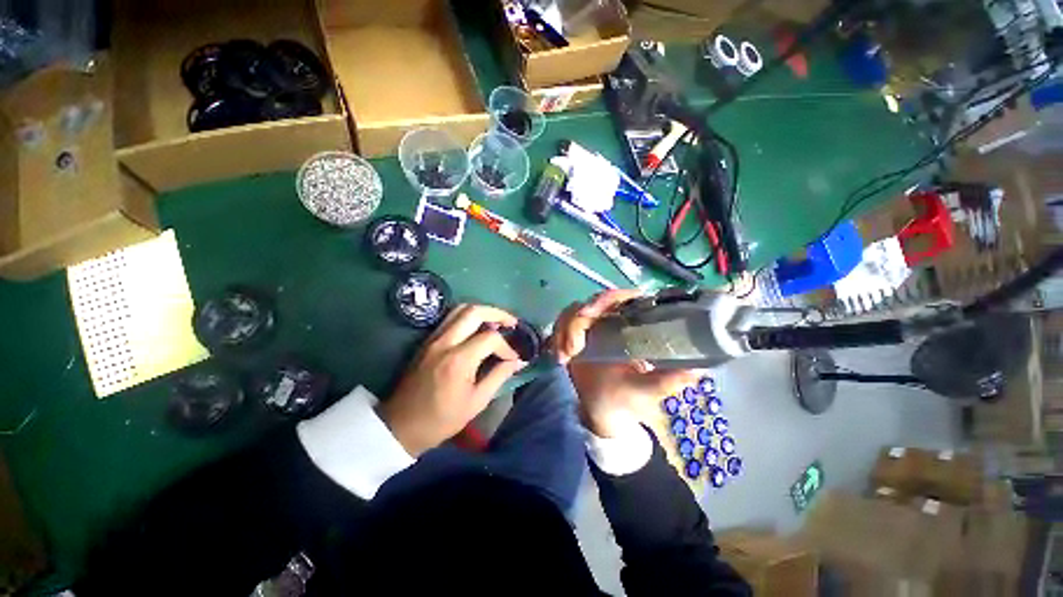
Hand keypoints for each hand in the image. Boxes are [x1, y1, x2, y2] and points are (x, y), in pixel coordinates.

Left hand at [380, 304, 526, 456]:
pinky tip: (478, 329)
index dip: (506, 346)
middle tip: (512, 323)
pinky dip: (468, 317)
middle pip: (474, 311)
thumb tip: (518, 361)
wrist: (401, 425)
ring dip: (482, 312)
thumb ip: (499, 376)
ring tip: (497, 323)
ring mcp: (433, 339)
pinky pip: (450, 318)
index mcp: (458, 360)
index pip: (490, 338)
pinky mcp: (427, 341)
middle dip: (497, 314)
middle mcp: (445, 342)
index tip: (513, 359)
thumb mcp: (477, 402)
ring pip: (460, 309)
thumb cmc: (442, 418)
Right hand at [552, 290, 698, 437]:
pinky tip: (560, 356)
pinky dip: (557, 337)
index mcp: (632, 325)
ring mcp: (591, 327)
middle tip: (573, 346)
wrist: (602, 411)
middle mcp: (611, 321)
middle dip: (577, 320)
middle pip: (592, 302)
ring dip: (564, 331)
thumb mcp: (648, 390)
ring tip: (565, 356)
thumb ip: (669, 381)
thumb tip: (700, 370)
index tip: (591, 314)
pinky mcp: (573, 334)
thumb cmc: (627, 398)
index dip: (608, 298)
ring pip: (572, 312)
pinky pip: (560, 325)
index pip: (622, 298)